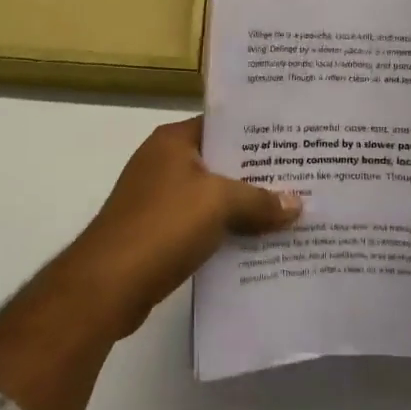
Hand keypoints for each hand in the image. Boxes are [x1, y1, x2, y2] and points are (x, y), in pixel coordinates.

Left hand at [67, 117, 300, 336]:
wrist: (108, 285)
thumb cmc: (163, 226)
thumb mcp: (218, 203)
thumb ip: (259, 199)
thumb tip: (296, 204)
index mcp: (173, 141)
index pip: (222, 125)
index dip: (258, 132)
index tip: (294, 140)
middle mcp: (164, 162)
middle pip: (220, 161)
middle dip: (258, 173)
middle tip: (303, 177)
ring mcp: (159, 198)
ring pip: (213, 195)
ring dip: (245, 206)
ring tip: (290, 211)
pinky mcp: (159, 232)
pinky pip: (203, 223)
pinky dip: (228, 230)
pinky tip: (260, 242)